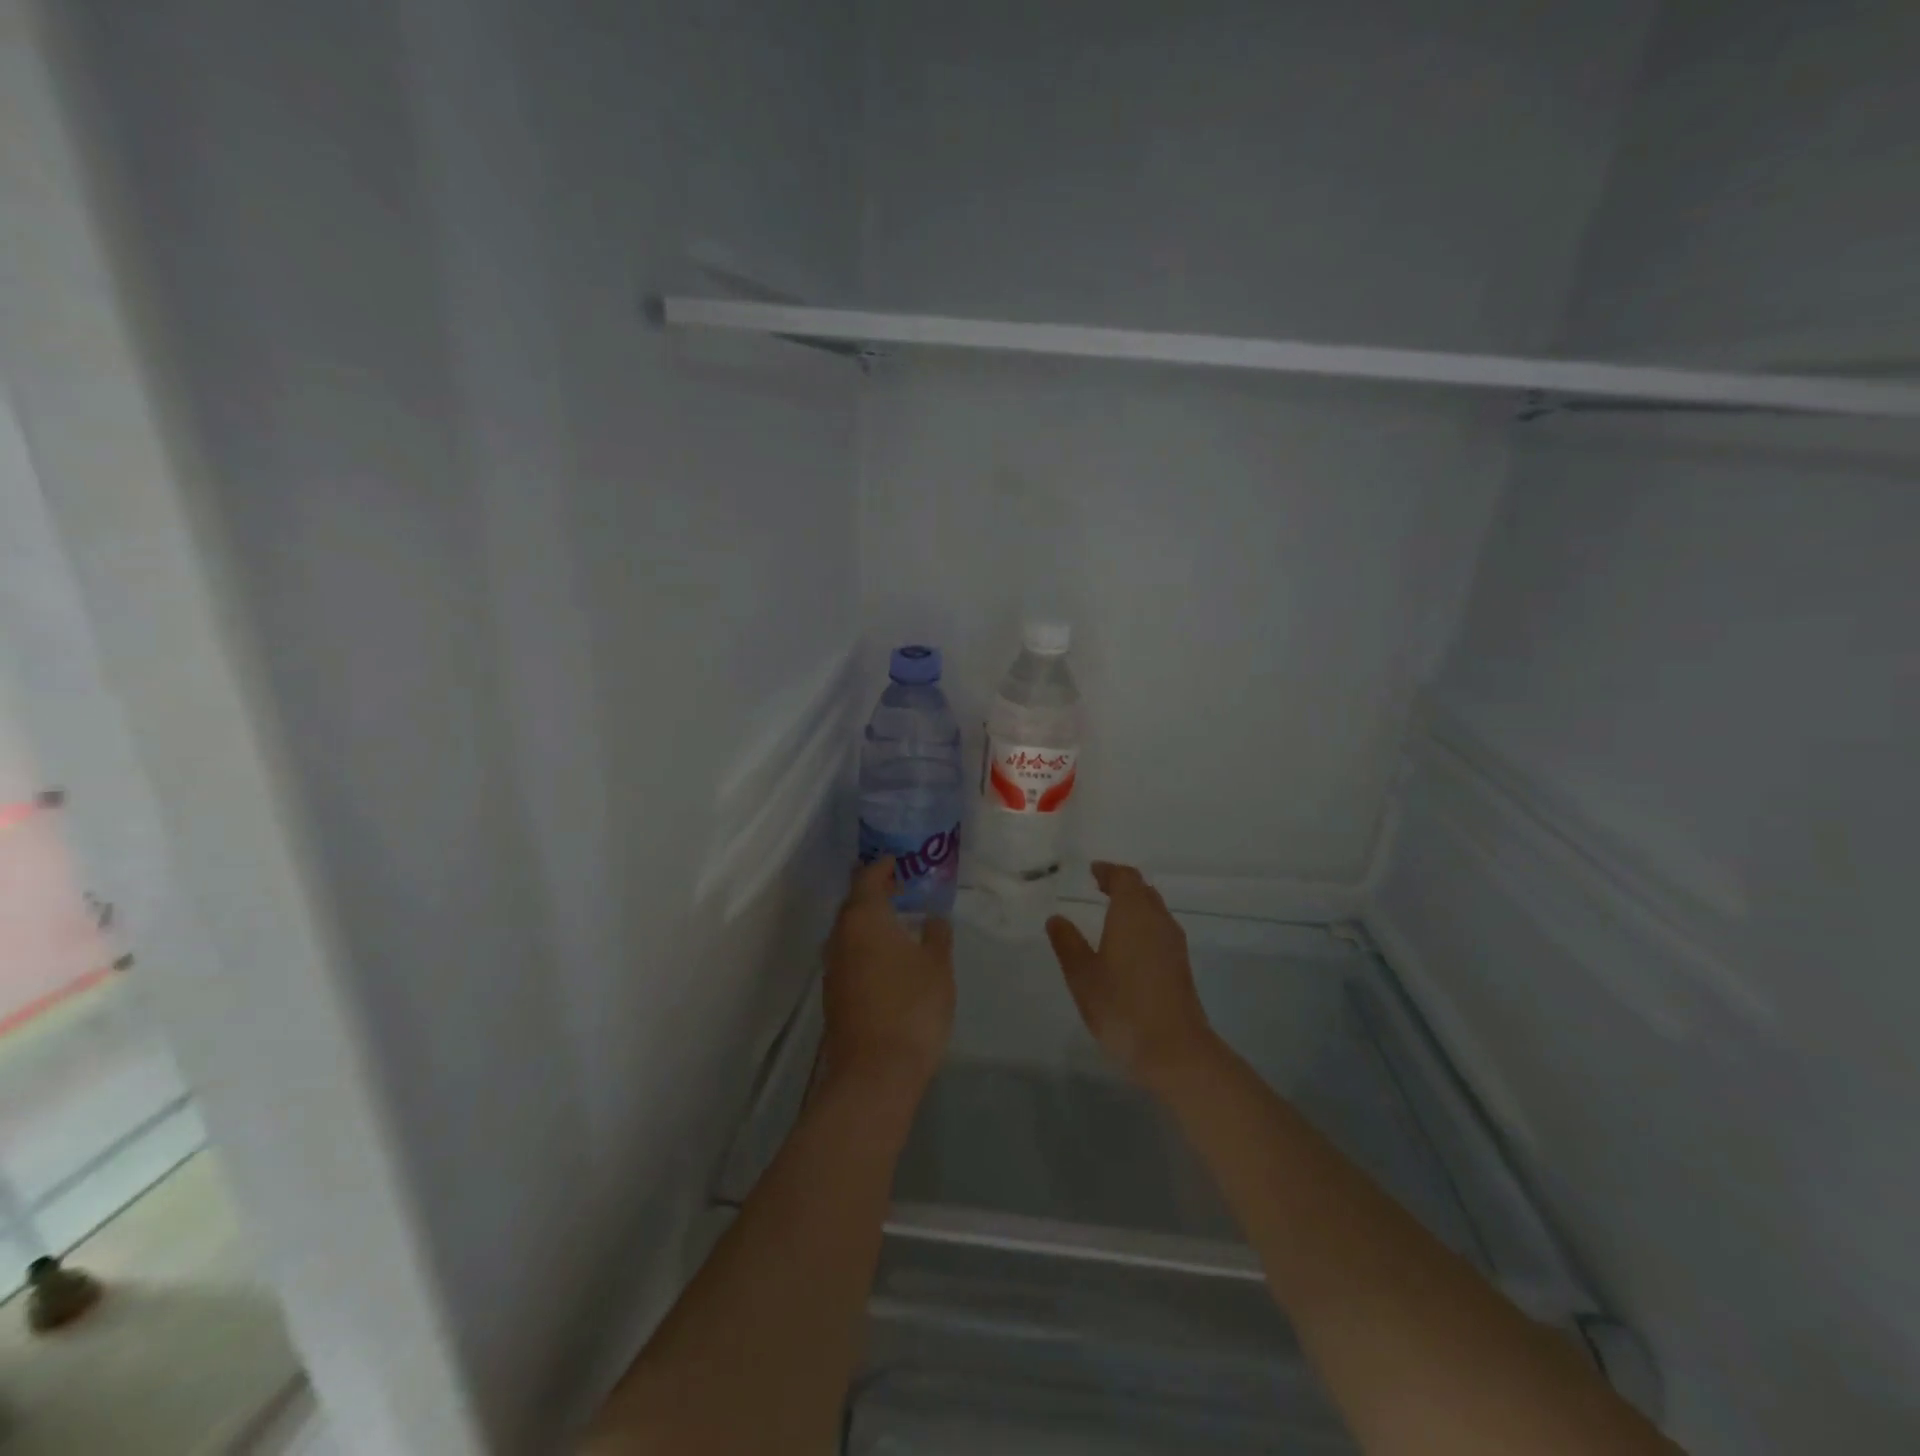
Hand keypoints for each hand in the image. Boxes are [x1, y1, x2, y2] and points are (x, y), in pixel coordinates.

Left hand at [821, 858, 955, 1096]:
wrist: (875, 1072)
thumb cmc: (912, 1007)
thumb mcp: (937, 965)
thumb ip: (936, 934)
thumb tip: (932, 917)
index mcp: (864, 918)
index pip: (868, 877)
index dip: (883, 866)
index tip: (900, 860)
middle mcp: (841, 935)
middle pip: (854, 902)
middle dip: (875, 890)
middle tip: (901, 885)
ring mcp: (833, 966)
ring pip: (848, 930)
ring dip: (869, 919)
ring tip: (897, 917)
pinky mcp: (833, 992)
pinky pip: (848, 953)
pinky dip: (865, 944)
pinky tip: (886, 954)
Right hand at [1045, 862, 1217, 1094]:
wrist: (1174, 1049)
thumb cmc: (1121, 1006)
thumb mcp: (1082, 975)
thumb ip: (1068, 943)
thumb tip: (1057, 918)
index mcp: (1133, 913)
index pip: (1125, 878)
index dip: (1108, 871)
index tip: (1093, 871)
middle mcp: (1157, 920)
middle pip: (1143, 890)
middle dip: (1122, 885)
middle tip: (1100, 887)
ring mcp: (1174, 943)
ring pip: (1155, 910)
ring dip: (1135, 905)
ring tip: (1111, 913)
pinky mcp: (1181, 965)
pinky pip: (1160, 930)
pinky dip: (1144, 925)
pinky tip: (1129, 944)